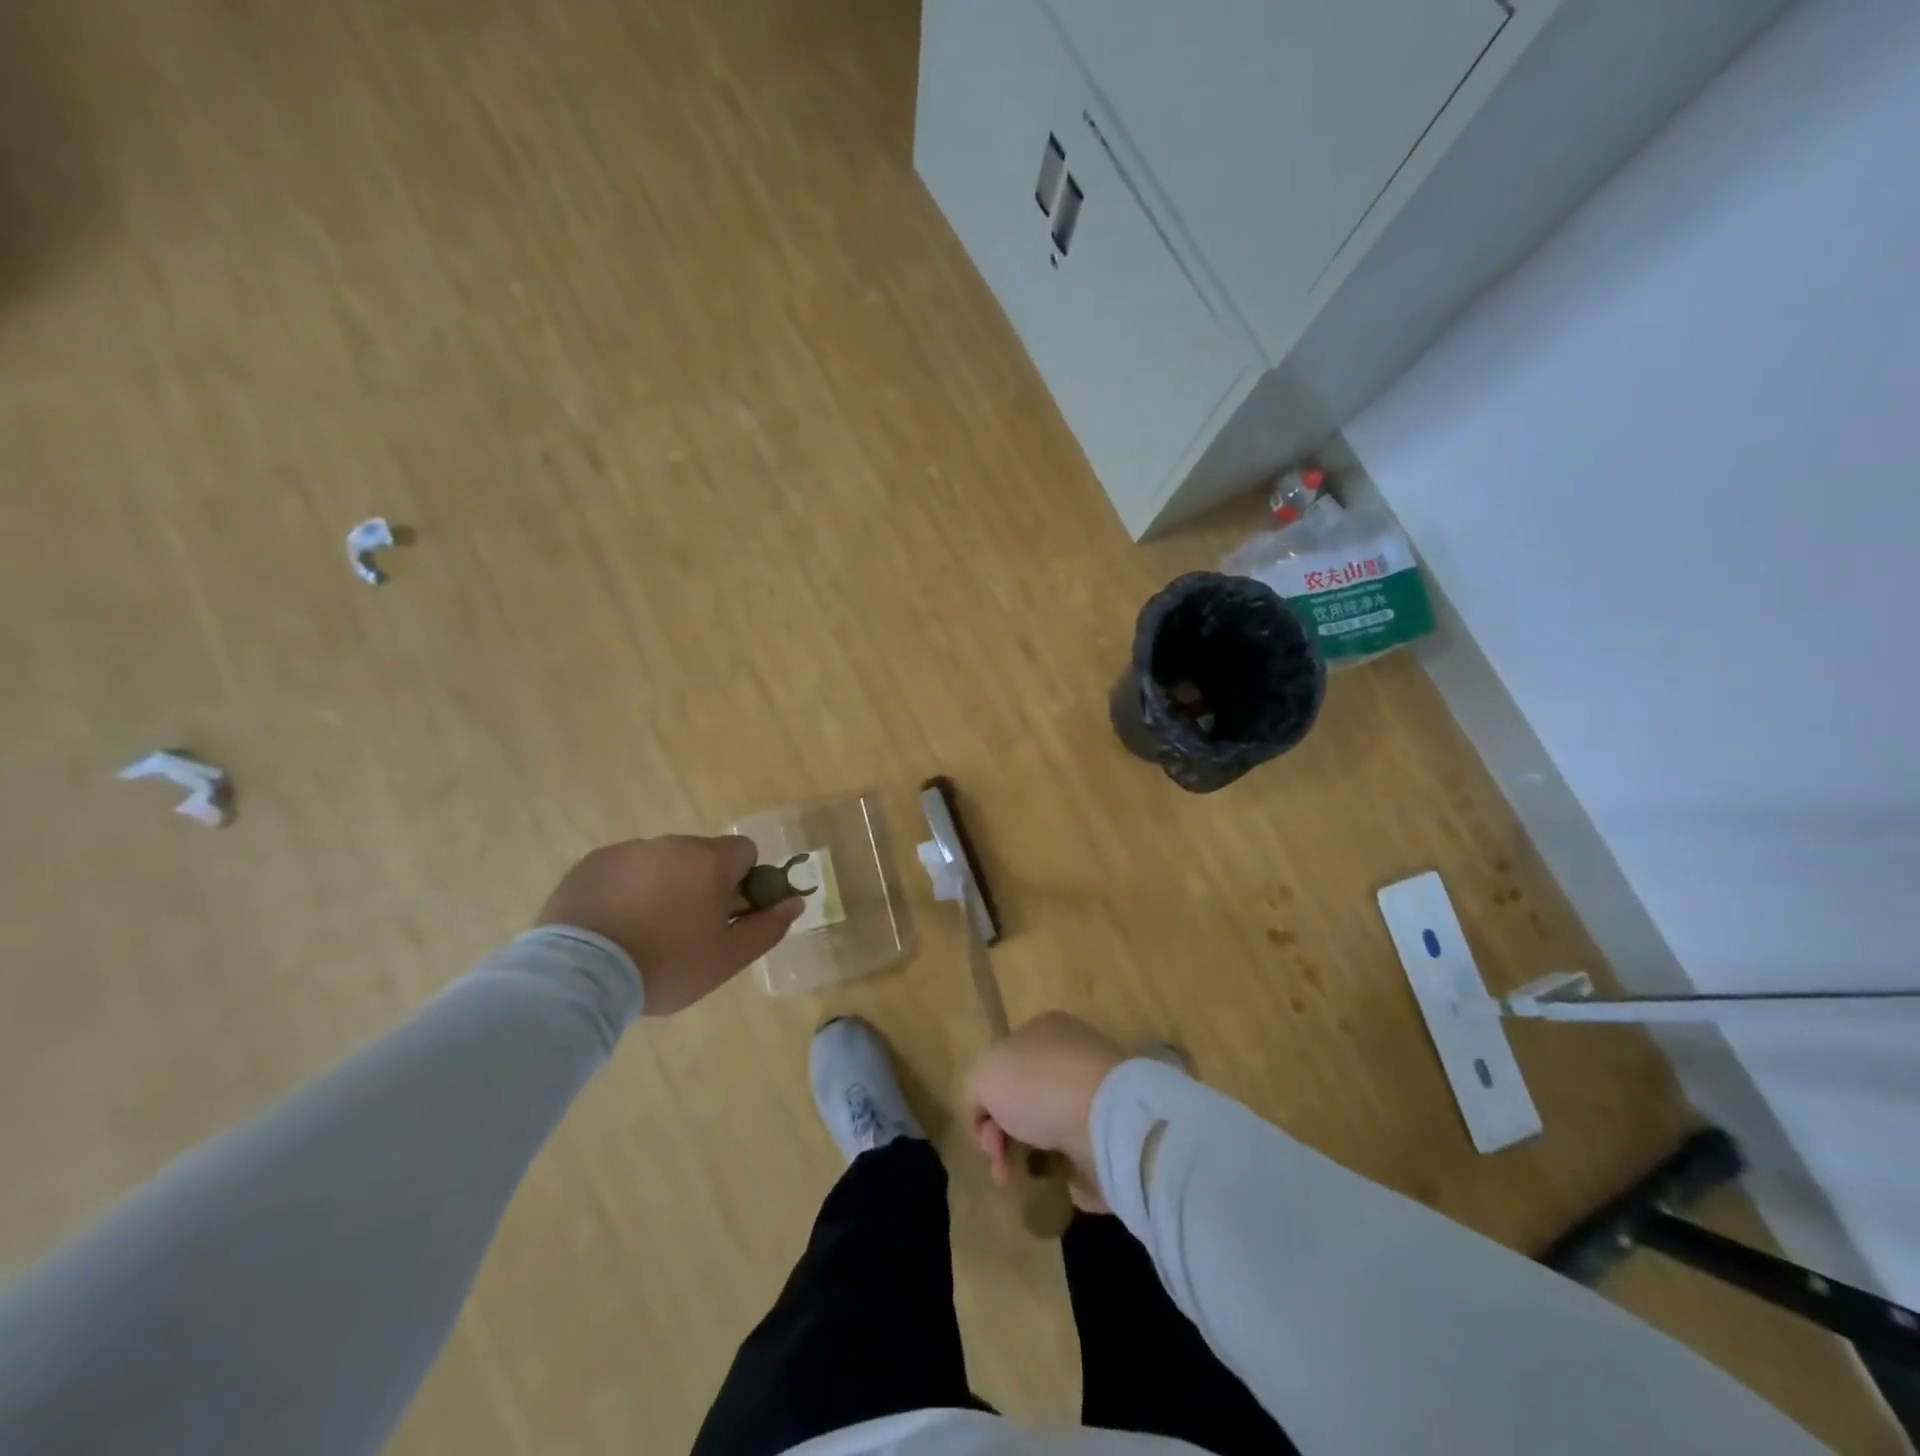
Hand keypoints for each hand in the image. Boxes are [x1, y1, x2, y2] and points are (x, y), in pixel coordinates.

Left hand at [536, 835, 804, 1015]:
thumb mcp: (728, 958)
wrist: (580, 975)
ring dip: (663, 885)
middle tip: (686, 929)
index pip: (745, 851)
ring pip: (661, 861)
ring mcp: (628, 850)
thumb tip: (796, 902)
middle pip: (702, 855)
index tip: (728, 913)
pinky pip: (624, 869)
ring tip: (643, 931)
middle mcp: (672, 844)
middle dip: (701, 883)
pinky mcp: (591, 863)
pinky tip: (613, 925)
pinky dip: (626, 889)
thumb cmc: (667, 965)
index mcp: (710, 861)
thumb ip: (768, 927)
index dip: (744, 880)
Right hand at [966, 1012, 1126, 1212]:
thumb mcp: (984, 1076)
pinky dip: (1071, 1172)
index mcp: (1043, 1030)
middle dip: (1005, 1138)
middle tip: (1002, 1168)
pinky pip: (1084, 1156)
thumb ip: (976, 1092)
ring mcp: (1096, 1095)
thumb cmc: (1038, 1085)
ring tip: (1028, 1181)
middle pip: (1025, 1102)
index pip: (1004, 1066)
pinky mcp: (1116, 1133)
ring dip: (1034, 1159)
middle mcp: (1071, 1057)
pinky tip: (1064, 1181)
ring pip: (1052, 1131)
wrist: (1106, 1119)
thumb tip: (990, 1119)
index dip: (986, 1105)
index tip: (985, 1137)